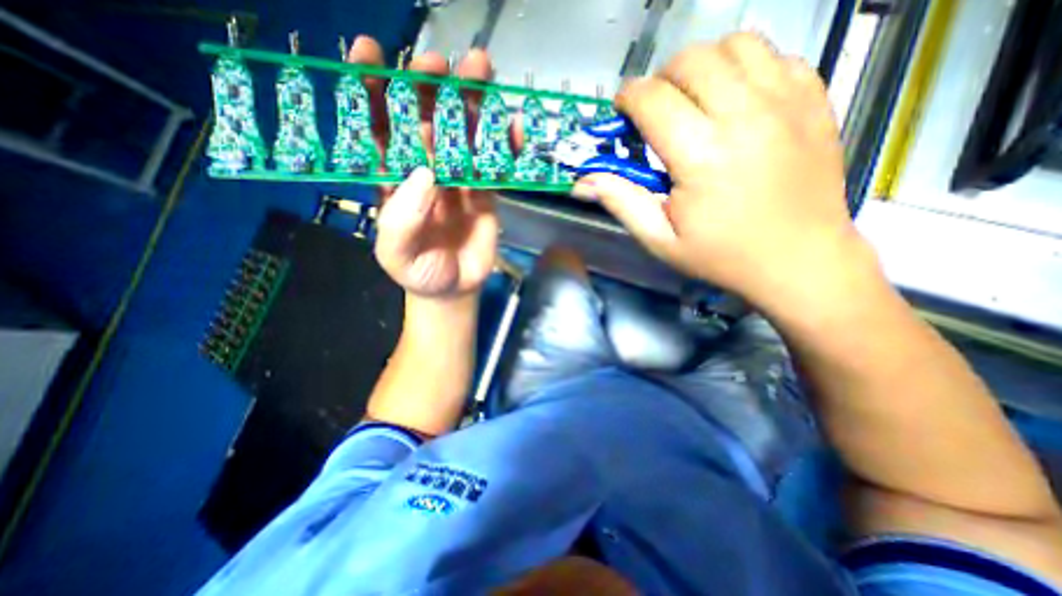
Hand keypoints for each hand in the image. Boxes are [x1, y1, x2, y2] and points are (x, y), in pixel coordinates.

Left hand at [348, 37, 500, 297]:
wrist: (453, 288)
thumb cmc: (419, 271)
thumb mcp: (396, 255)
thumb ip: (401, 220)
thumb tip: (425, 174)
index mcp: (394, 180)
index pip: (378, 129)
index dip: (371, 91)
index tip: (368, 53)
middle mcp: (426, 171)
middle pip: (425, 120)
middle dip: (428, 87)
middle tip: (438, 64)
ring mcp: (458, 179)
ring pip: (464, 133)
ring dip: (472, 102)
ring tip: (482, 70)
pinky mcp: (485, 192)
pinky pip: (495, 163)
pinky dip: (506, 144)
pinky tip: (515, 128)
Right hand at [577, 32, 865, 307]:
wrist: (800, 259)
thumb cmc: (722, 256)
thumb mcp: (661, 240)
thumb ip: (621, 203)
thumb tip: (584, 181)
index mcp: (701, 156)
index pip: (652, 99)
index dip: (627, 100)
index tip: (622, 115)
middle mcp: (745, 117)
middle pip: (691, 61)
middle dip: (661, 81)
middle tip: (656, 113)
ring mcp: (786, 101)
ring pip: (735, 44)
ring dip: (702, 68)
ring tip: (694, 102)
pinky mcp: (813, 99)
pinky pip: (774, 56)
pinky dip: (745, 68)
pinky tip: (735, 102)